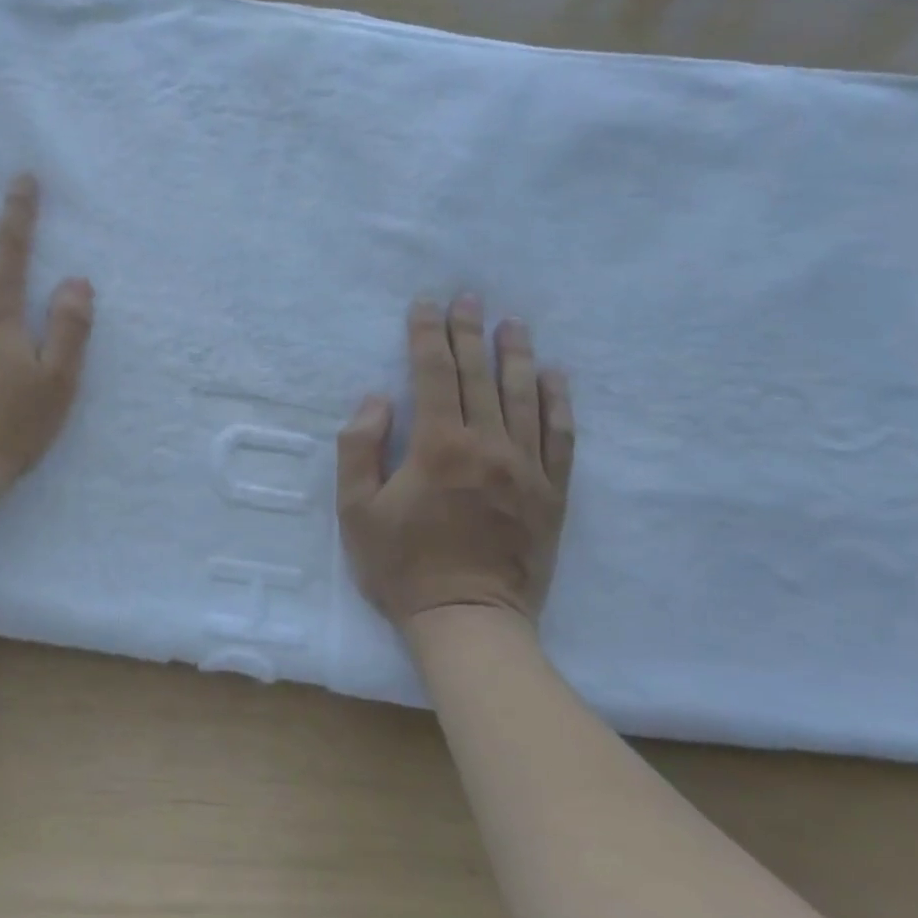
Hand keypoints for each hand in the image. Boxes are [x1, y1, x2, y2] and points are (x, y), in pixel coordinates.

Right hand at [337, 296, 574, 629]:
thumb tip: (378, 400)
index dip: (427, 335)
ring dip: (517, 355)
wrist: (468, 621)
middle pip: (479, 375)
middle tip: (469, 296)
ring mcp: (527, 468)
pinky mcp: (552, 493)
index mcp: (438, 447)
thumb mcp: (356, 513)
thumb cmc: (403, 568)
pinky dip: (558, 403)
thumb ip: (359, 450)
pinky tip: (554, 377)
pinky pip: (560, 437)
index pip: (433, 374)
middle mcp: (488, 446)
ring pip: (524, 397)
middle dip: (469, 332)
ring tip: (513, 324)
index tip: (425, 304)